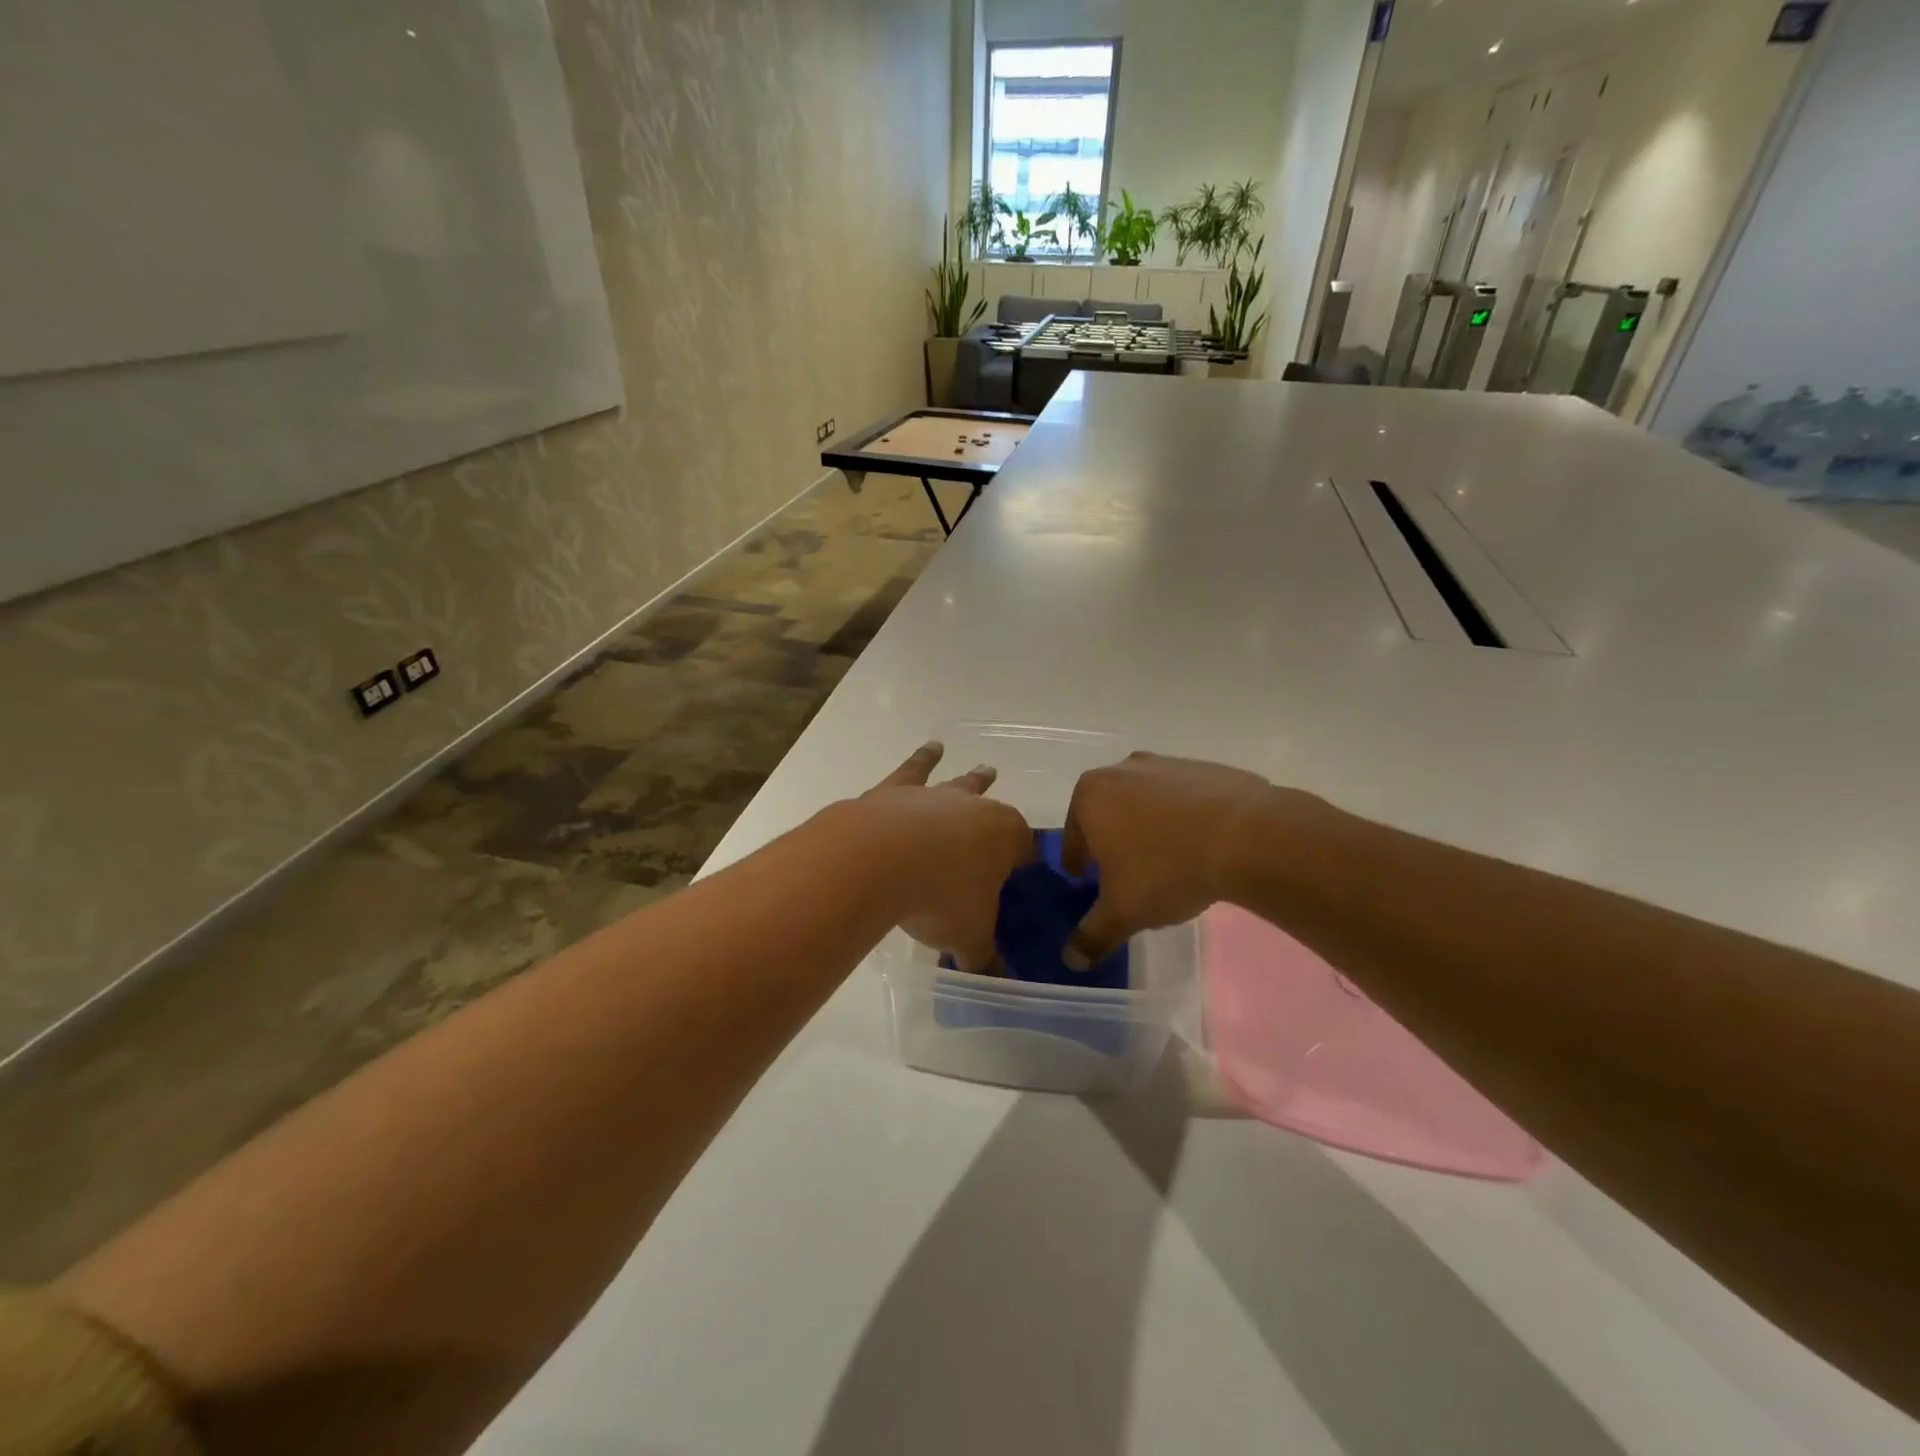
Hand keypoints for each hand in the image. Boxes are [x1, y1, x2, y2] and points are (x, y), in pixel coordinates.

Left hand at [857, 743, 1034, 972]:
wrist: (879, 860)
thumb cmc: (940, 897)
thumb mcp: (968, 937)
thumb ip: (985, 959)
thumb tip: (999, 985)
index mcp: (1005, 837)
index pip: (1024, 847)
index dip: (1025, 859)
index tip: (1024, 868)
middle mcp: (974, 808)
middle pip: (993, 805)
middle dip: (1000, 809)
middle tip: (1010, 808)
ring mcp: (934, 796)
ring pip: (959, 784)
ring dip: (970, 778)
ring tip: (984, 768)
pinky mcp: (895, 791)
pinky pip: (914, 770)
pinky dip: (922, 759)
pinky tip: (929, 749)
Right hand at [1060, 752, 1278, 966]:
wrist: (1247, 838)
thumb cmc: (1166, 869)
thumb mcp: (1123, 911)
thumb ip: (1093, 934)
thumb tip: (1073, 960)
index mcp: (1092, 795)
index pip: (1073, 832)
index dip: (1077, 858)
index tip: (1082, 875)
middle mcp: (1124, 770)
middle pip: (1109, 810)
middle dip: (1112, 838)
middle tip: (1122, 870)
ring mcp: (1169, 764)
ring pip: (1147, 801)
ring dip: (1149, 826)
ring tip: (1166, 861)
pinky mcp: (1209, 769)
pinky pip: (1186, 799)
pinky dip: (1186, 819)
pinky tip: (1200, 847)